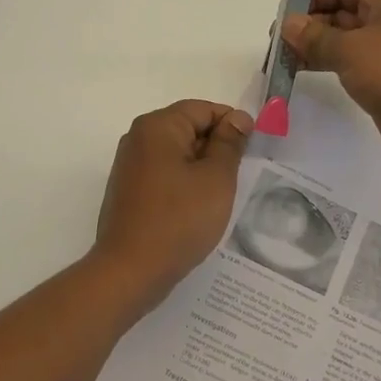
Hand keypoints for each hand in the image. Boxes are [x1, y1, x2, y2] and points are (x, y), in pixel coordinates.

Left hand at [93, 101, 252, 300]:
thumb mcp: (216, 178)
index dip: (232, 125)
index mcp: (158, 126)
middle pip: (188, 128)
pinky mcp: (128, 191)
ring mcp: (129, 165)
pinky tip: (196, 210)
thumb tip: (237, 118)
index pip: (203, 109)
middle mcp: (138, 138)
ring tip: (220, 196)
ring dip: (201, 168)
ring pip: (176, 154)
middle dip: (216, 148)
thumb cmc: (178, 220)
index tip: (252, 150)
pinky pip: (163, 174)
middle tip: (239, 177)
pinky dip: (183, 184)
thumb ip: (229, 143)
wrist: (129, 271)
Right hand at [281, 0, 380, 169]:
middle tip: (276, 43)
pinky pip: (349, 62)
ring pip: (342, 38)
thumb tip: (290, 24)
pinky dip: (326, 64)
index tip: (282, 14)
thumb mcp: (352, 50)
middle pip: (339, 9)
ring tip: (282, 60)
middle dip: (307, 23)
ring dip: (313, 46)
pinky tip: (303, 72)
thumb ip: (316, 37)